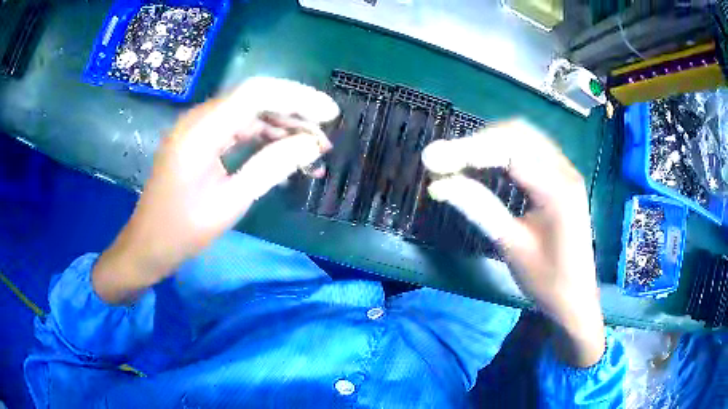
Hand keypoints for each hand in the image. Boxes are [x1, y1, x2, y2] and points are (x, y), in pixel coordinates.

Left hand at [93, 78, 338, 303]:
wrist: (148, 245)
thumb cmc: (183, 230)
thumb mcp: (231, 202)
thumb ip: (272, 167)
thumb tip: (311, 145)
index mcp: (201, 130)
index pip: (257, 94)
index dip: (298, 98)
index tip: (331, 114)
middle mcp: (200, 119)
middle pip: (255, 100)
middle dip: (294, 115)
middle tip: (324, 141)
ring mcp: (199, 128)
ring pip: (250, 115)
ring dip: (282, 129)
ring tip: (311, 153)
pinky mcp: (201, 141)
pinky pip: (238, 130)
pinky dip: (264, 140)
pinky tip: (285, 157)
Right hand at [421, 120, 604, 366]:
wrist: (576, 299)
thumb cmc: (547, 281)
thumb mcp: (512, 247)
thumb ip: (479, 209)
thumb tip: (439, 186)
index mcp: (557, 190)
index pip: (508, 152)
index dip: (467, 151)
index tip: (433, 161)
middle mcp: (565, 170)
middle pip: (518, 134)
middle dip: (477, 141)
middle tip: (443, 158)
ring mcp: (566, 171)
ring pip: (524, 136)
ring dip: (490, 141)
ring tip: (459, 158)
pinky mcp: (562, 177)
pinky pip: (532, 149)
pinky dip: (505, 149)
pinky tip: (487, 161)